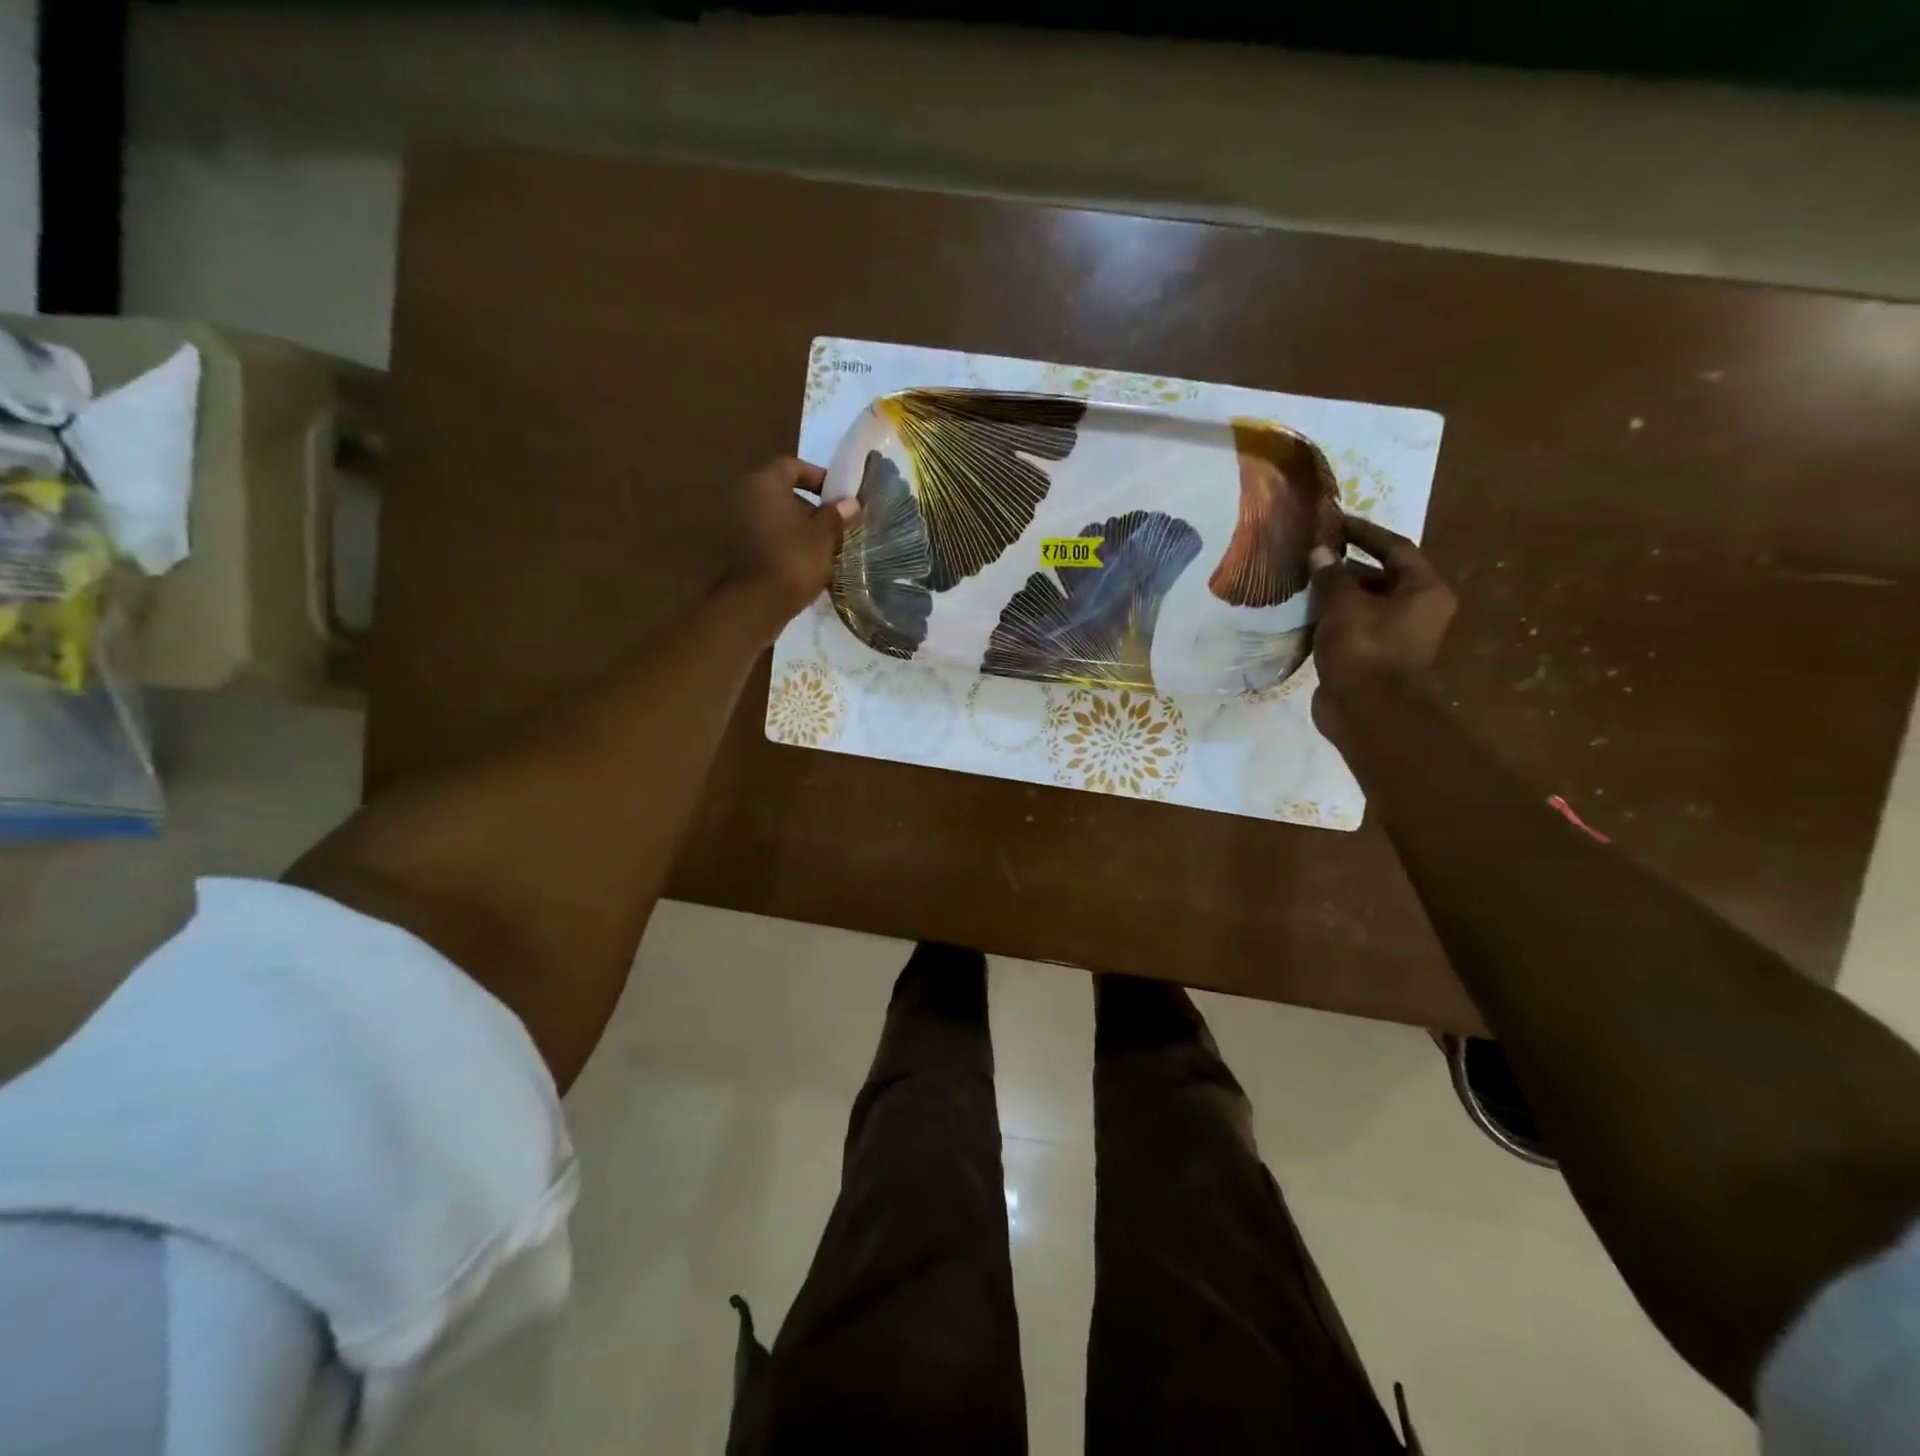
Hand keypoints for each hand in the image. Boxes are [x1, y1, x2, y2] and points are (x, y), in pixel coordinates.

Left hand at [722, 457, 858, 635]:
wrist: (757, 603)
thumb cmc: (794, 559)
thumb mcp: (825, 536)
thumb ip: (837, 514)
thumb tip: (850, 502)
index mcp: (764, 483)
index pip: (792, 466)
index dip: (818, 476)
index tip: (838, 495)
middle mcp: (745, 496)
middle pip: (782, 492)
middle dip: (811, 506)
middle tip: (836, 523)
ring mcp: (737, 524)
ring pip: (775, 516)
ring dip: (799, 527)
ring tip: (825, 545)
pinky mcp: (738, 549)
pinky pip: (767, 536)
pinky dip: (785, 542)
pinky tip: (806, 561)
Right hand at [1308, 514, 1455, 743]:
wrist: (1368, 712)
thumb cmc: (1365, 649)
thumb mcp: (1344, 604)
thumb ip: (1331, 575)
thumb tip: (1319, 552)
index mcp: (1424, 590)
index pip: (1395, 548)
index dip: (1364, 532)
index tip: (1334, 522)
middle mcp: (1417, 610)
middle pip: (1380, 577)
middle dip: (1344, 566)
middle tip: (1310, 556)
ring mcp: (1396, 636)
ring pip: (1364, 604)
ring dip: (1335, 594)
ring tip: (1301, 584)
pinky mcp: (1373, 657)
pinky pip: (1352, 628)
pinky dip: (1331, 620)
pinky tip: (1303, 616)